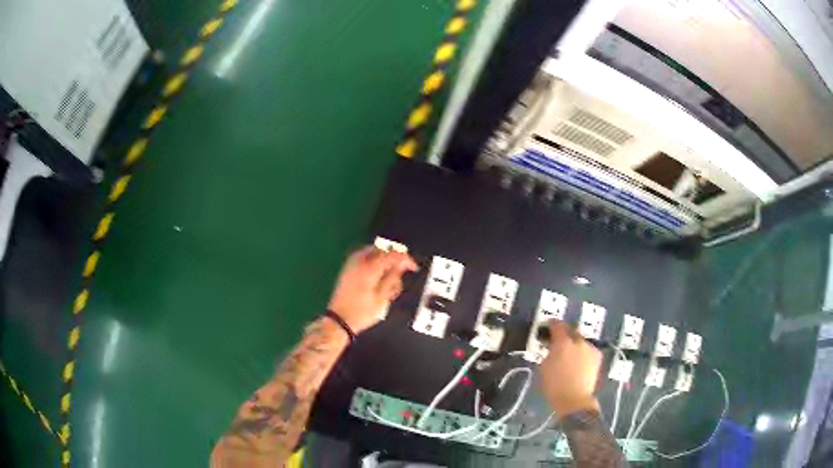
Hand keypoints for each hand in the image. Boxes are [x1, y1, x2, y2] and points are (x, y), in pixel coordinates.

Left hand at [327, 246, 418, 333]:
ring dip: (383, 260)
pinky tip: (377, 277)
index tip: (414, 267)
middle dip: (393, 258)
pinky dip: (374, 263)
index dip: (406, 259)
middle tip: (401, 271)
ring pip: (372, 252)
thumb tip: (402, 265)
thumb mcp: (382, 298)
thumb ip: (393, 278)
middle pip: (381, 249)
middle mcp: (359, 262)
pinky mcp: (347, 269)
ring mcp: (351, 264)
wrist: (339, 320)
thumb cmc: (361, 313)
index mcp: (369, 268)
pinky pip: (364, 258)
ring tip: (388, 279)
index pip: (392, 255)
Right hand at [539, 320, 601, 417]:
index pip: (557, 325)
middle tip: (559, 340)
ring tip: (570, 352)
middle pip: (571, 331)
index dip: (552, 323)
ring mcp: (590, 348)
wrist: (574, 400)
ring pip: (581, 341)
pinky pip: (588, 349)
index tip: (549, 324)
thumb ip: (549, 352)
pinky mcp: (597, 356)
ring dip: (575, 343)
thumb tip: (552, 347)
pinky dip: (583, 352)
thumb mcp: (544, 367)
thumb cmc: (554, 386)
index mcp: (562, 343)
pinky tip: (579, 360)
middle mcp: (578, 341)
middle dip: (565, 333)